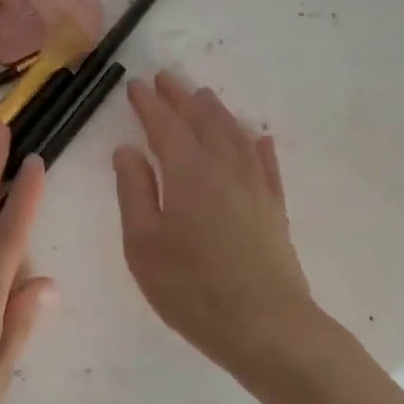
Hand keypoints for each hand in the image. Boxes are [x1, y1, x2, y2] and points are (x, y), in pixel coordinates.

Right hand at [113, 72, 317, 380]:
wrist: (265, 325)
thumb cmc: (192, 289)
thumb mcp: (144, 245)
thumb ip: (134, 192)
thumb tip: (128, 150)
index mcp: (188, 173)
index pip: (165, 127)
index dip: (149, 105)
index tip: (137, 85)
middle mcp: (225, 169)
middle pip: (202, 123)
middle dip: (182, 98)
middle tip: (167, 78)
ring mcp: (256, 187)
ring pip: (235, 136)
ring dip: (217, 113)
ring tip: (204, 97)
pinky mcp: (275, 209)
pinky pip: (267, 165)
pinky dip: (259, 146)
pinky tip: (259, 138)